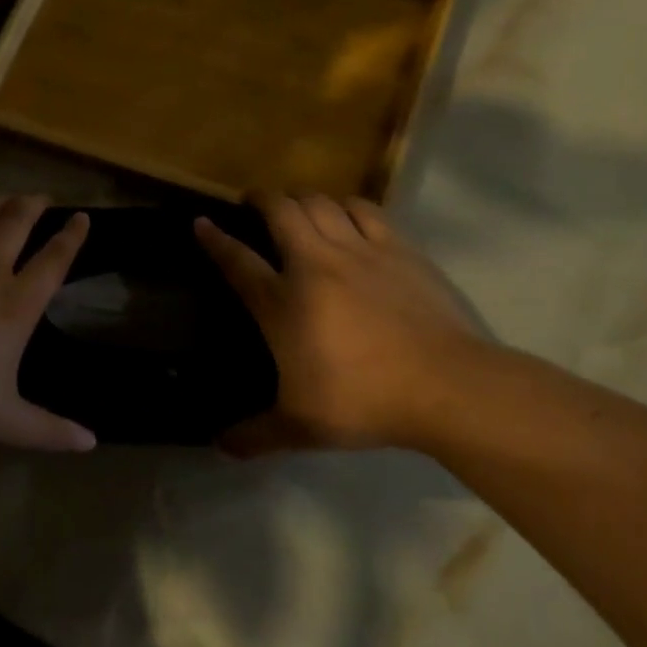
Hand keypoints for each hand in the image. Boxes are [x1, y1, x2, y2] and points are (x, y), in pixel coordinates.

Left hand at [0, 195, 96, 451]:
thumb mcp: (2, 421)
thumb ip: (48, 429)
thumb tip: (90, 443)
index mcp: (14, 305)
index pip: (53, 259)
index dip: (71, 236)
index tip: (81, 218)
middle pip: (16, 222)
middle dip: (34, 206)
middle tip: (43, 199)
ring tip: (7, 200)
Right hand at [196, 193, 491, 455]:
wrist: (445, 385)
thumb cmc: (363, 401)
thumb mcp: (301, 427)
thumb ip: (256, 435)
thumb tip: (220, 447)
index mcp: (283, 302)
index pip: (238, 260)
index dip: (215, 239)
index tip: (201, 222)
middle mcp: (314, 264)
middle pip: (280, 211)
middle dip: (261, 199)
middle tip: (254, 204)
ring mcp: (359, 251)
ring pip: (321, 202)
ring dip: (303, 199)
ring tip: (299, 208)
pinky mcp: (398, 248)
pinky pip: (365, 209)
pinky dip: (347, 205)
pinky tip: (347, 214)